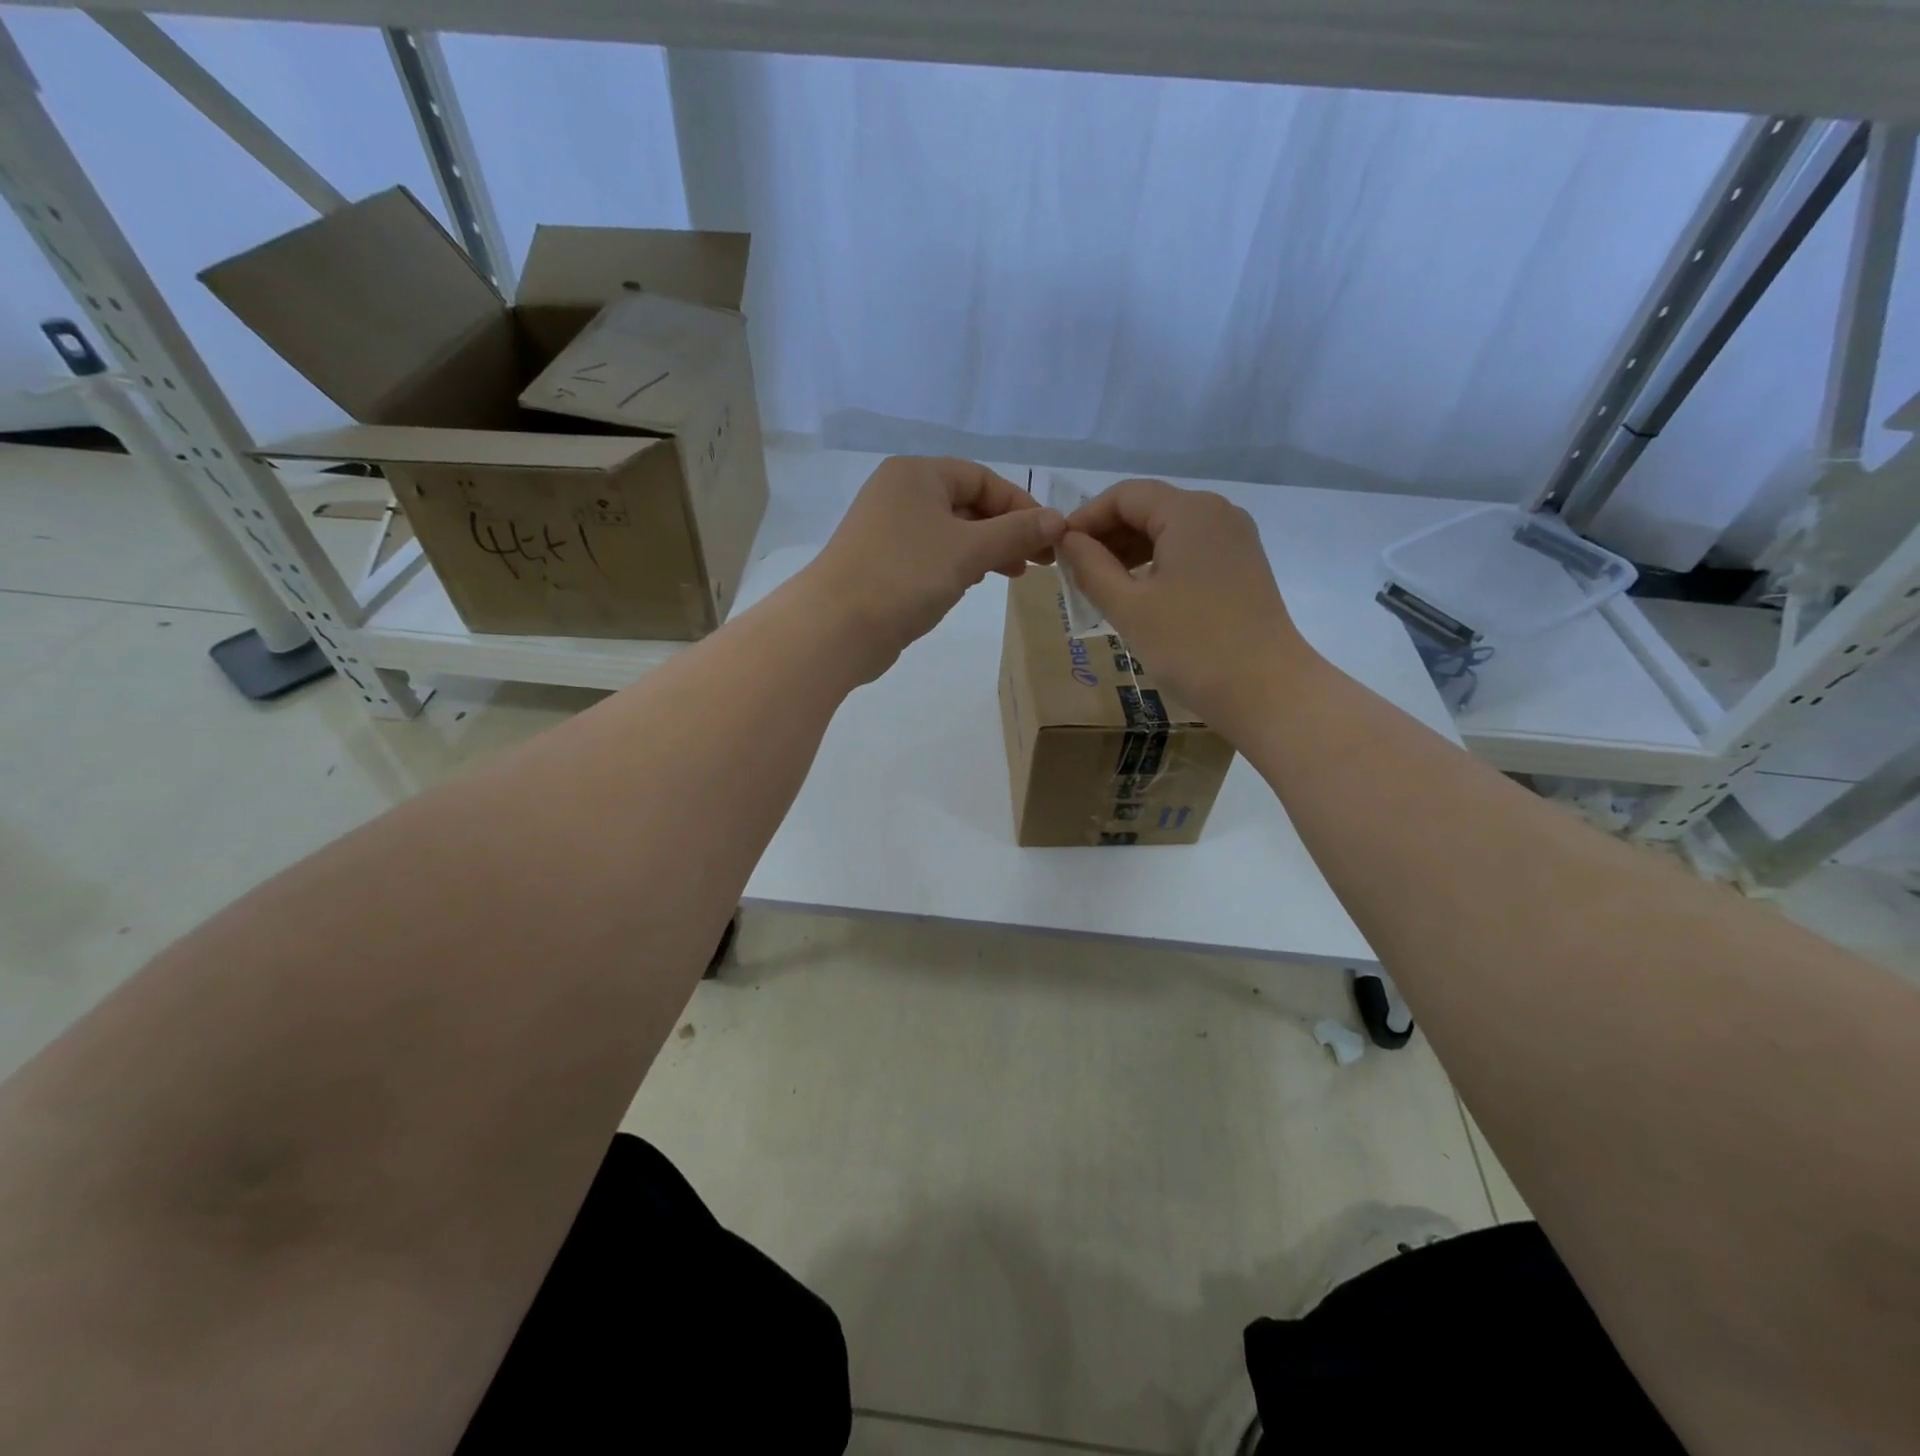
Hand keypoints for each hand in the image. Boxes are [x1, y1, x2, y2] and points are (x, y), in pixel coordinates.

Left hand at [805, 456, 1066, 679]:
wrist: (836, 626)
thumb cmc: (906, 575)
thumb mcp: (969, 550)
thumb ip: (1016, 533)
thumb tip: (1058, 520)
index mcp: (917, 474)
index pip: (982, 479)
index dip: (1021, 506)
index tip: (1049, 539)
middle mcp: (899, 493)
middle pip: (967, 504)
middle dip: (1005, 532)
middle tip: (1038, 563)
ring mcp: (886, 530)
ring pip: (950, 532)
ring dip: (985, 550)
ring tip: (1013, 575)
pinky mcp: (881, 563)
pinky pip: (931, 555)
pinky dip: (957, 565)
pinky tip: (974, 583)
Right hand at [1057, 478, 1314, 721]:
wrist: (1266, 690)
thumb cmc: (1190, 645)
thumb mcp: (1128, 606)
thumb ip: (1091, 567)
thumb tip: (1068, 541)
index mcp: (1189, 512)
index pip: (1125, 495)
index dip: (1085, 518)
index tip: (1057, 549)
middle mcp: (1217, 513)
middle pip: (1150, 507)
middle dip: (1108, 534)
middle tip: (1074, 570)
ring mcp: (1235, 540)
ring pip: (1170, 530)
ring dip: (1131, 550)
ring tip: (1100, 584)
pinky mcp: (1243, 567)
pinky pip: (1190, 550)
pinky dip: (1158, 563)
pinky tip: (1139, 593)